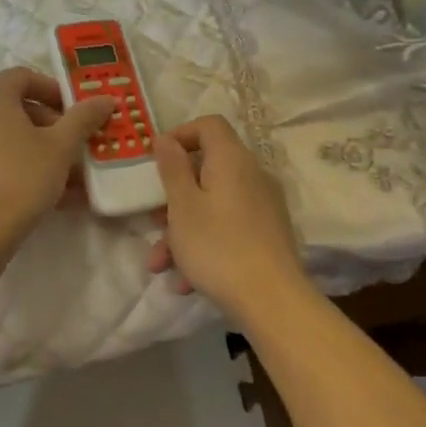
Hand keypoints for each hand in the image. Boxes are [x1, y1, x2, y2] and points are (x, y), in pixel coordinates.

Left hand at [0, 69, 112, 242]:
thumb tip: (106, 98)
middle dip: (49, 125)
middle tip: (74, 147)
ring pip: (3, 137)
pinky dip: (16, 167)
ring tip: (68, 178)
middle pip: (12, 107)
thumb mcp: (61, 147)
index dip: (54, 90)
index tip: (76, 113)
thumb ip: (83, 118)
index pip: (23, 77)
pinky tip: (45, 196)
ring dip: (36, 150)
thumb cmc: (20, 178)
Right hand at [148, 116, 308, 320]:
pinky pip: (228, 227)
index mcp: (231, 160)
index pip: (209, 125)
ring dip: (183, 228)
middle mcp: (252, 175)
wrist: (272, 301)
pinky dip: (205, 244)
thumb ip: (172, 168)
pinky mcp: (267, 235)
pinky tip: (186, 280)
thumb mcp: (182, 206)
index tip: (158, 161)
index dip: (181, 134)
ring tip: (161, 263)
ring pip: (213, 204)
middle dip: (174, 196)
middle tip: (153, 221)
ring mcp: (263, 207)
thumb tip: (166, 139)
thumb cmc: (218, 246)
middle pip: (207, 169)